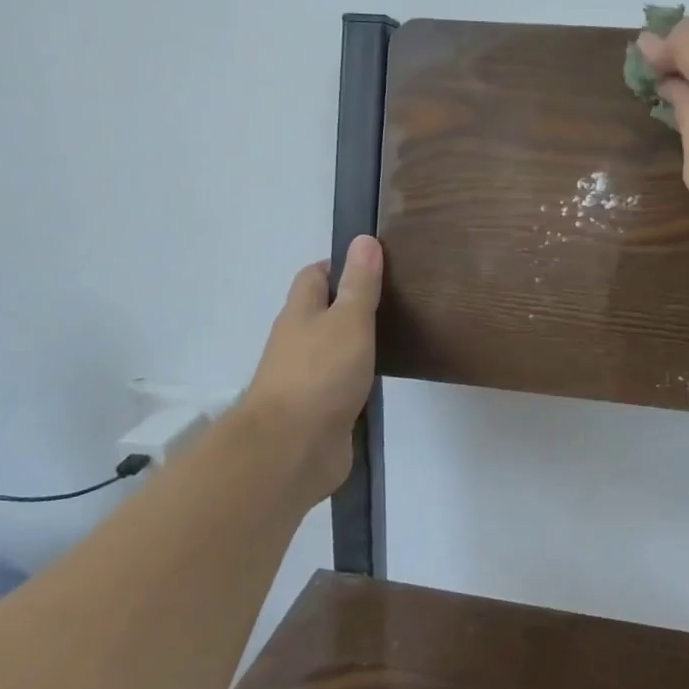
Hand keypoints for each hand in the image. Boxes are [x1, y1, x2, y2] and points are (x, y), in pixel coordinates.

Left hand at [241, 235, 383, 505]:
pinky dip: (359, 379)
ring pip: (333, 351)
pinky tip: (384, 379)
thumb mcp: (348, 320)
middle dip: (352, 306)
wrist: (291, 449)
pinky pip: (341, 385)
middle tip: (396, 300)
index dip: (341, 265)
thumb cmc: (320, 374)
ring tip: (398, 336)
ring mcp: (306, 379)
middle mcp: (298, 342)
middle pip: (323, 314)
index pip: (315, 276)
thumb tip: (363, 239)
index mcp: (300, 314)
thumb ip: (359, 284)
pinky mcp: (319, 412)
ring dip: (357, 344)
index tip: (375, 265)